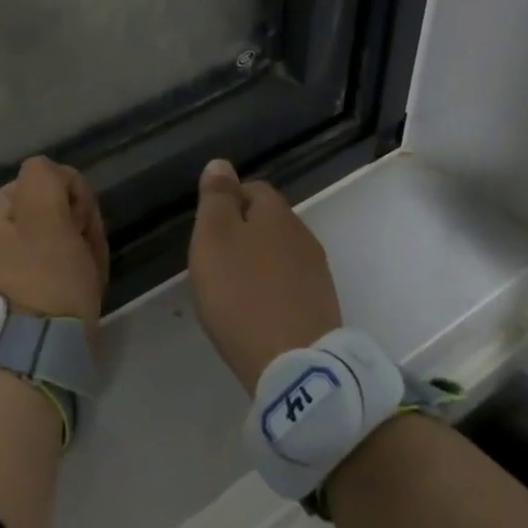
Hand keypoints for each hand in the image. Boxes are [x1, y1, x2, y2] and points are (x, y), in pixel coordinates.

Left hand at [0, 156, 109, 327]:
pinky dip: (84, 269)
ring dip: (87, 248)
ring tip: (86, 274)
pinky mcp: (37, 283)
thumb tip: (58, 179)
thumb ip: (46, 177)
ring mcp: (19, 257)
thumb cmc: (48, 274)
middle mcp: (2, 228)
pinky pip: (70, 260)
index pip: (55, 179)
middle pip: (62, 206)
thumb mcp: (44, 211)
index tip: (78, 227)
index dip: (76, 199)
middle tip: (82, 253)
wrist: (45, 346)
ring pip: (71, 233)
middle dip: (82, 225)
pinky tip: (86, 286)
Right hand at [188, 159, 341, 391]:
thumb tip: (221, 164)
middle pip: (269, 222)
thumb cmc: (241, 294)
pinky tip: (255, 311)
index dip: (227, 202)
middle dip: (242, 233)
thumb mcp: (213, 238)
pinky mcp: (321, 306)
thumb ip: (216, 199)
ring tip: (232, 289)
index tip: (206, 229)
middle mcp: (303, 236)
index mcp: (277, 214)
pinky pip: (289, 284)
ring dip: (257, 263)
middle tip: (214, 261)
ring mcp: (317, 273)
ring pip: (280, 254)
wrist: (294, 364)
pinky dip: (271, 290)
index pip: (253, 188)